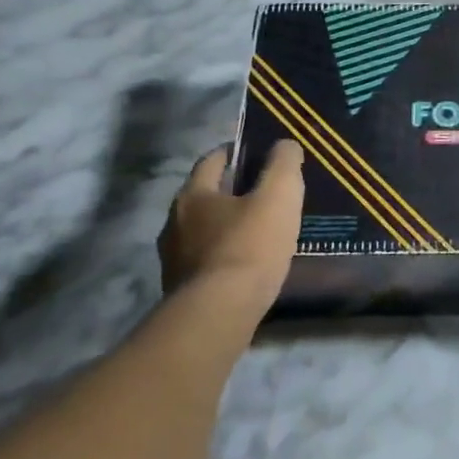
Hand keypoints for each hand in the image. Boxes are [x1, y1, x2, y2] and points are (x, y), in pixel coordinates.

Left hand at [158, 141, 303, 312]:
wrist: (218, 314)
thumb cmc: (249, 247)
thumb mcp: (279, 196)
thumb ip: (283, 165)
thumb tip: (285, 144)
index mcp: (193, 194)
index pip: (211, 161)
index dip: (234, 153)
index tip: (256, 154)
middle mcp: (174, 222)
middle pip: (204, 197)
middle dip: (230, 192)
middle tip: (262, 194)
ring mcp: (173, 259)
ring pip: (202, 232)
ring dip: (225, 228)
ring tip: (257, 233)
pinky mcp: (180, 290)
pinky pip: (205, 262)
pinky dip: (223, 257)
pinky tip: (245, 266)